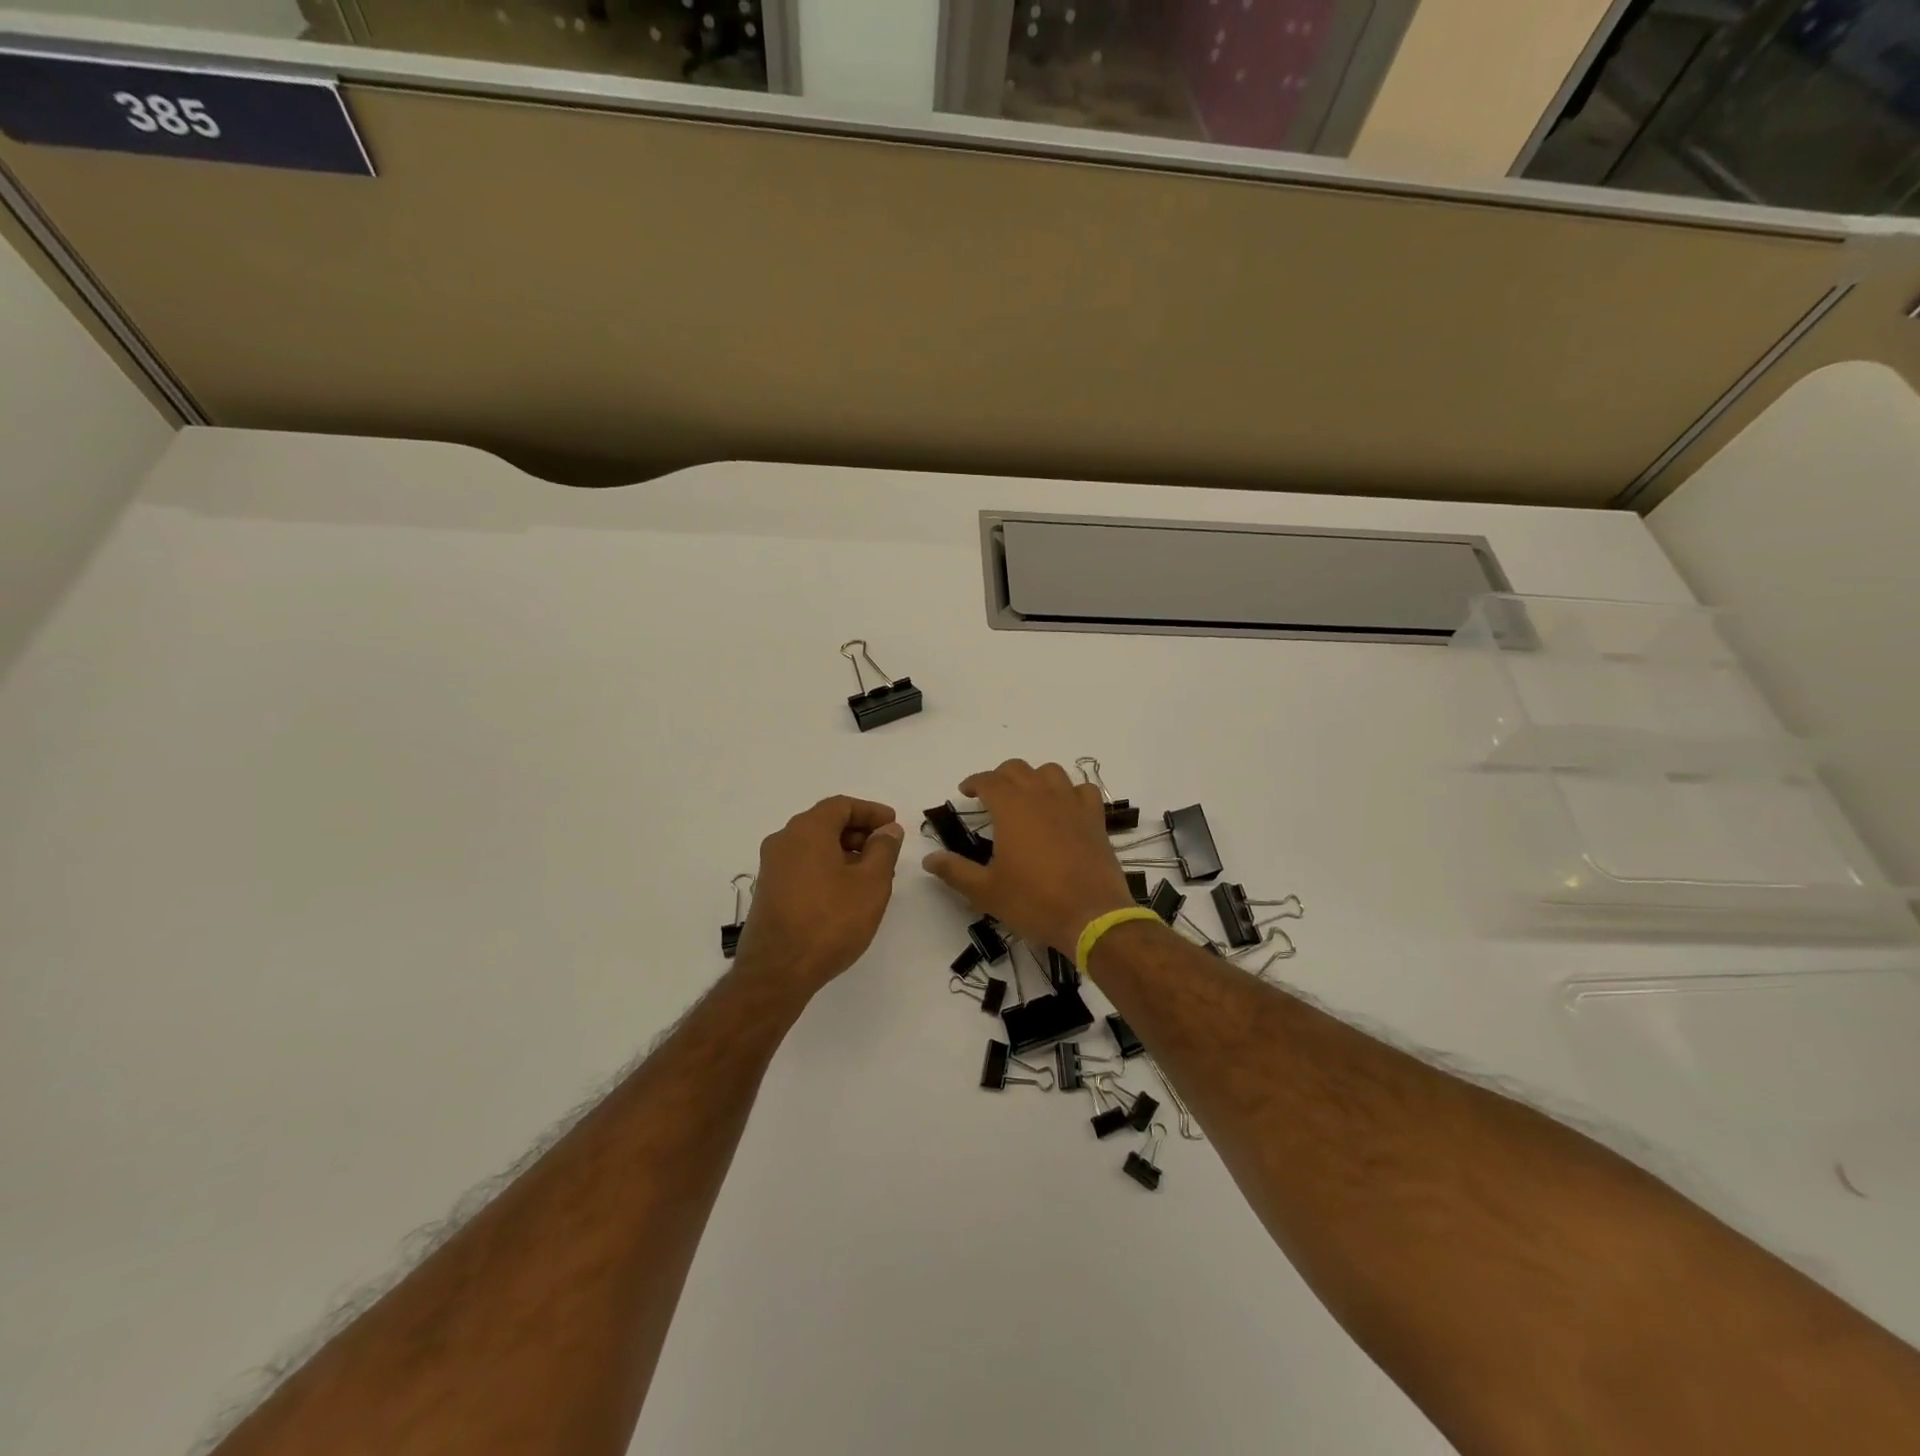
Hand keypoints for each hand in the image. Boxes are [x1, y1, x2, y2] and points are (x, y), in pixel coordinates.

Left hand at [735, 796, 905, 993]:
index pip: (841, 805)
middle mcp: (784, 841)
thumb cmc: (830, 920)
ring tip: (872, 875)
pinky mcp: (769, 892)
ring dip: (845, 852)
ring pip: (814, 846)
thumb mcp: (871, 883)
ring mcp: (772, 867)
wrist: (777, 972)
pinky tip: (846, 893)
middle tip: (886, 850)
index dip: (871, 812)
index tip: (893, 825)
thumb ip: (883, 849)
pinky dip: (828, 868)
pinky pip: (803, 866)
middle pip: (825, 823)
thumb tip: (888, 829)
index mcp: (807, 830)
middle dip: (859, 832)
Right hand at [921, 760, 1134, 956]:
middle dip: (1000, 777)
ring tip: (1027, 797)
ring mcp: (1072, 804)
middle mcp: (1041, 796)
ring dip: (1034, 778)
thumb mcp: (986, 891)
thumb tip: (928, 859)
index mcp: (1011, 808)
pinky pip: (1082, 790)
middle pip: (1017, 769)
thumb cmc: (1034, 902)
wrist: (1091, 916)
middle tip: (991, 796)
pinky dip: (1070, 791)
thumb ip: (955, 871)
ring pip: (1050, 772)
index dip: (974, 782)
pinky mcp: (1094, 818)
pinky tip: (1065, 807)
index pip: (988, 780)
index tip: (966, 792)